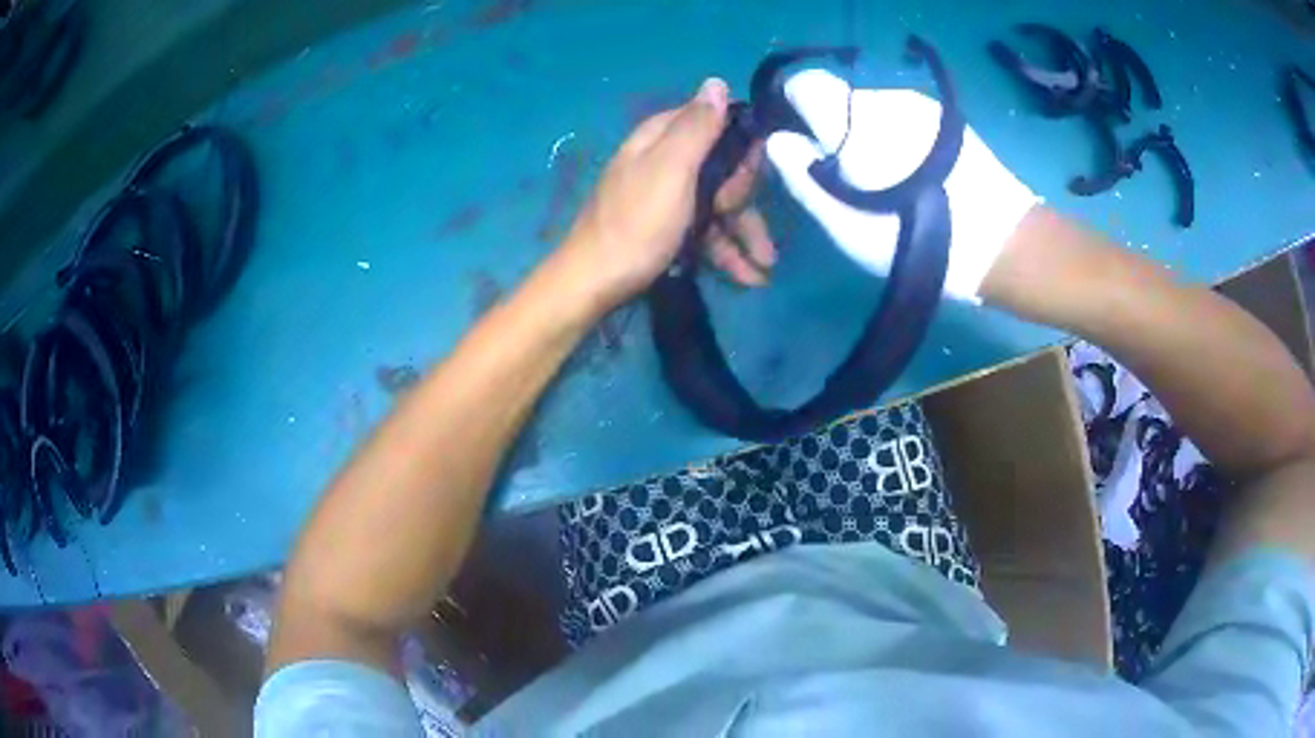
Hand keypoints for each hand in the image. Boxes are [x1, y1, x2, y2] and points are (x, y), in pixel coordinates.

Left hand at [561, 79, 777, 308]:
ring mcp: (665, 197)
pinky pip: (705, 231)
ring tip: (766, 267)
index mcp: (660, 138)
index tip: (749, 179)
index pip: (715, 124)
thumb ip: (696, 127)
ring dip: (745, 234)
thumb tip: (716, 81)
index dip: (740, 149)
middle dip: (744, 199)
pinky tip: (748, 277)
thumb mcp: (670, 169)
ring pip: (717, 204)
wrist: (593, 284)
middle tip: (743, 217)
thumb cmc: (636, 225)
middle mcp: (663, 161)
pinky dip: (726, 251)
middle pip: (721, 168)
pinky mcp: (665, 229)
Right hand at [765, 69, 1039, 301]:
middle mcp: (884, 98)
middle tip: (854, 179)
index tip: (805, 144)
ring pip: (875, 110)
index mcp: (852, 120)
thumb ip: (802, 176)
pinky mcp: (946, 117)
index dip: (796, 109)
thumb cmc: (912, 238)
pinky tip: (921, 175)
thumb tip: (777, 140)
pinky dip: (900, 138)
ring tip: (893, 182)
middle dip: (837, 131)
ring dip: (870, 135)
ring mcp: (920, 105)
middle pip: (841, 102)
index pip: (804, 84)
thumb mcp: (844, 223)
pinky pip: (905, 118)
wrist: (999, 242)